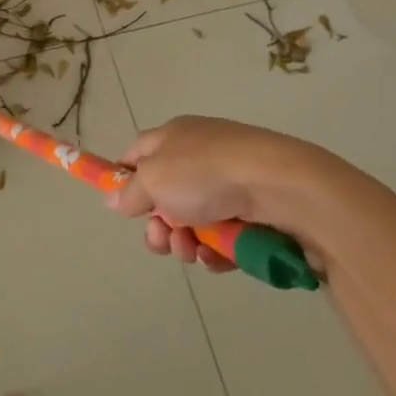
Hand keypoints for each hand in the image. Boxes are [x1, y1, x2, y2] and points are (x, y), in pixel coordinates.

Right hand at [110, 116, 363, 273]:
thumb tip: (113, 198)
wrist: (281, 187)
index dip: (124, 178)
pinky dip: (215, 252)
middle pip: (164, 196)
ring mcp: (228, 186)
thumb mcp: (154, 179)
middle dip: (157, 225)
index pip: (138, 154)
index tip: (121, 206)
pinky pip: (223, 238)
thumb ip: (129, 192)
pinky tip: (216, 259)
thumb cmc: (207, 173)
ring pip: (192, 222)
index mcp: (173, 137)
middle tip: (161, 239)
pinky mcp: (254, 214)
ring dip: (183, 242)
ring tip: (191, 250)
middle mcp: (199, 157)